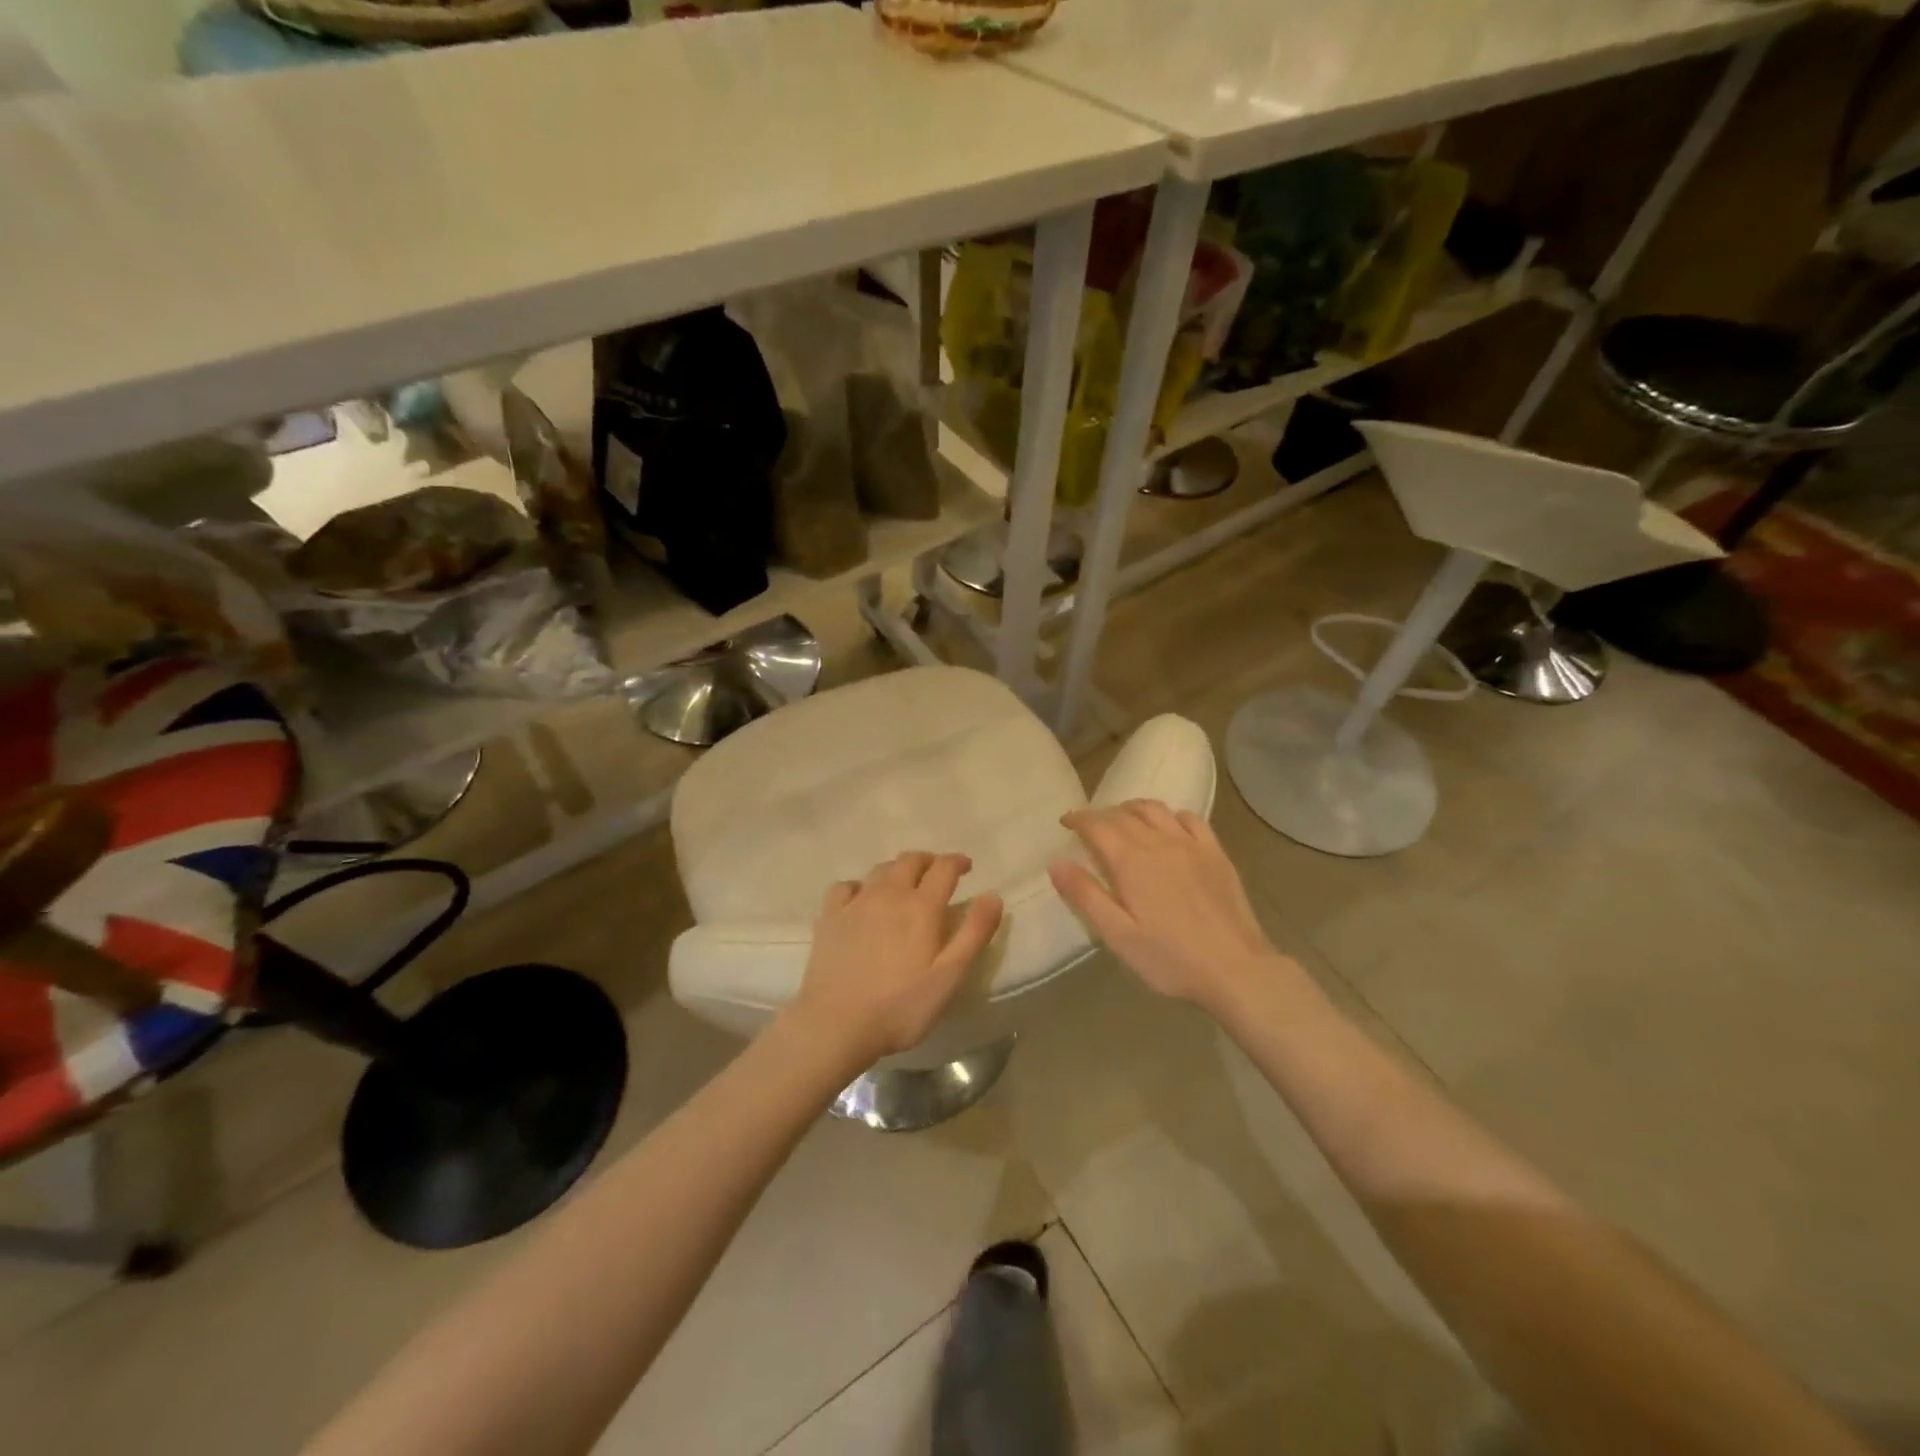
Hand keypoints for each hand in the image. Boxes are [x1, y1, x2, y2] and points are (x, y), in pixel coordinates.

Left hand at [789, 851, 1003, 1067]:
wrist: (836, 1024)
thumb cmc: (901, 1006)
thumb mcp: (950, 976)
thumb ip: (974, 933)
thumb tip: (992, 895)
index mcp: (921, 907)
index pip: (944, 868)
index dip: (958, 862)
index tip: (967, 867)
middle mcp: (889, 894)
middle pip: (910, 860)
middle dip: (929, 861)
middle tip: (938, 874)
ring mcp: (856, 903)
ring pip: (880, 869)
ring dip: (898, 869)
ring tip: (905, 884)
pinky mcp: (830, 917)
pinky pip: (846, 886)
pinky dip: (860, 886)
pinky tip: (862, 900)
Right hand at [1049, 801, 1288, 1015]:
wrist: (1237, 969)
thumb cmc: (1170, 958)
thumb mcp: (1118, 935)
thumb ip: (1086, 896)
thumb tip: (1056, 862)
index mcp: (1131, 861)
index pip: (1097, 825)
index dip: (1078, 819)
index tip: (1066, 822)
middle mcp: (1159, 842)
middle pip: (1124, 814)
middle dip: (1102, 814)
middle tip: (1090, 826)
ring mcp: (1191, 845)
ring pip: (1156, 810)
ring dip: (1133, 809)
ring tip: (1123, 819)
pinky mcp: (1216, 854)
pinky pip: (1191, 819)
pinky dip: (1171, 815)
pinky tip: (1169, 827)